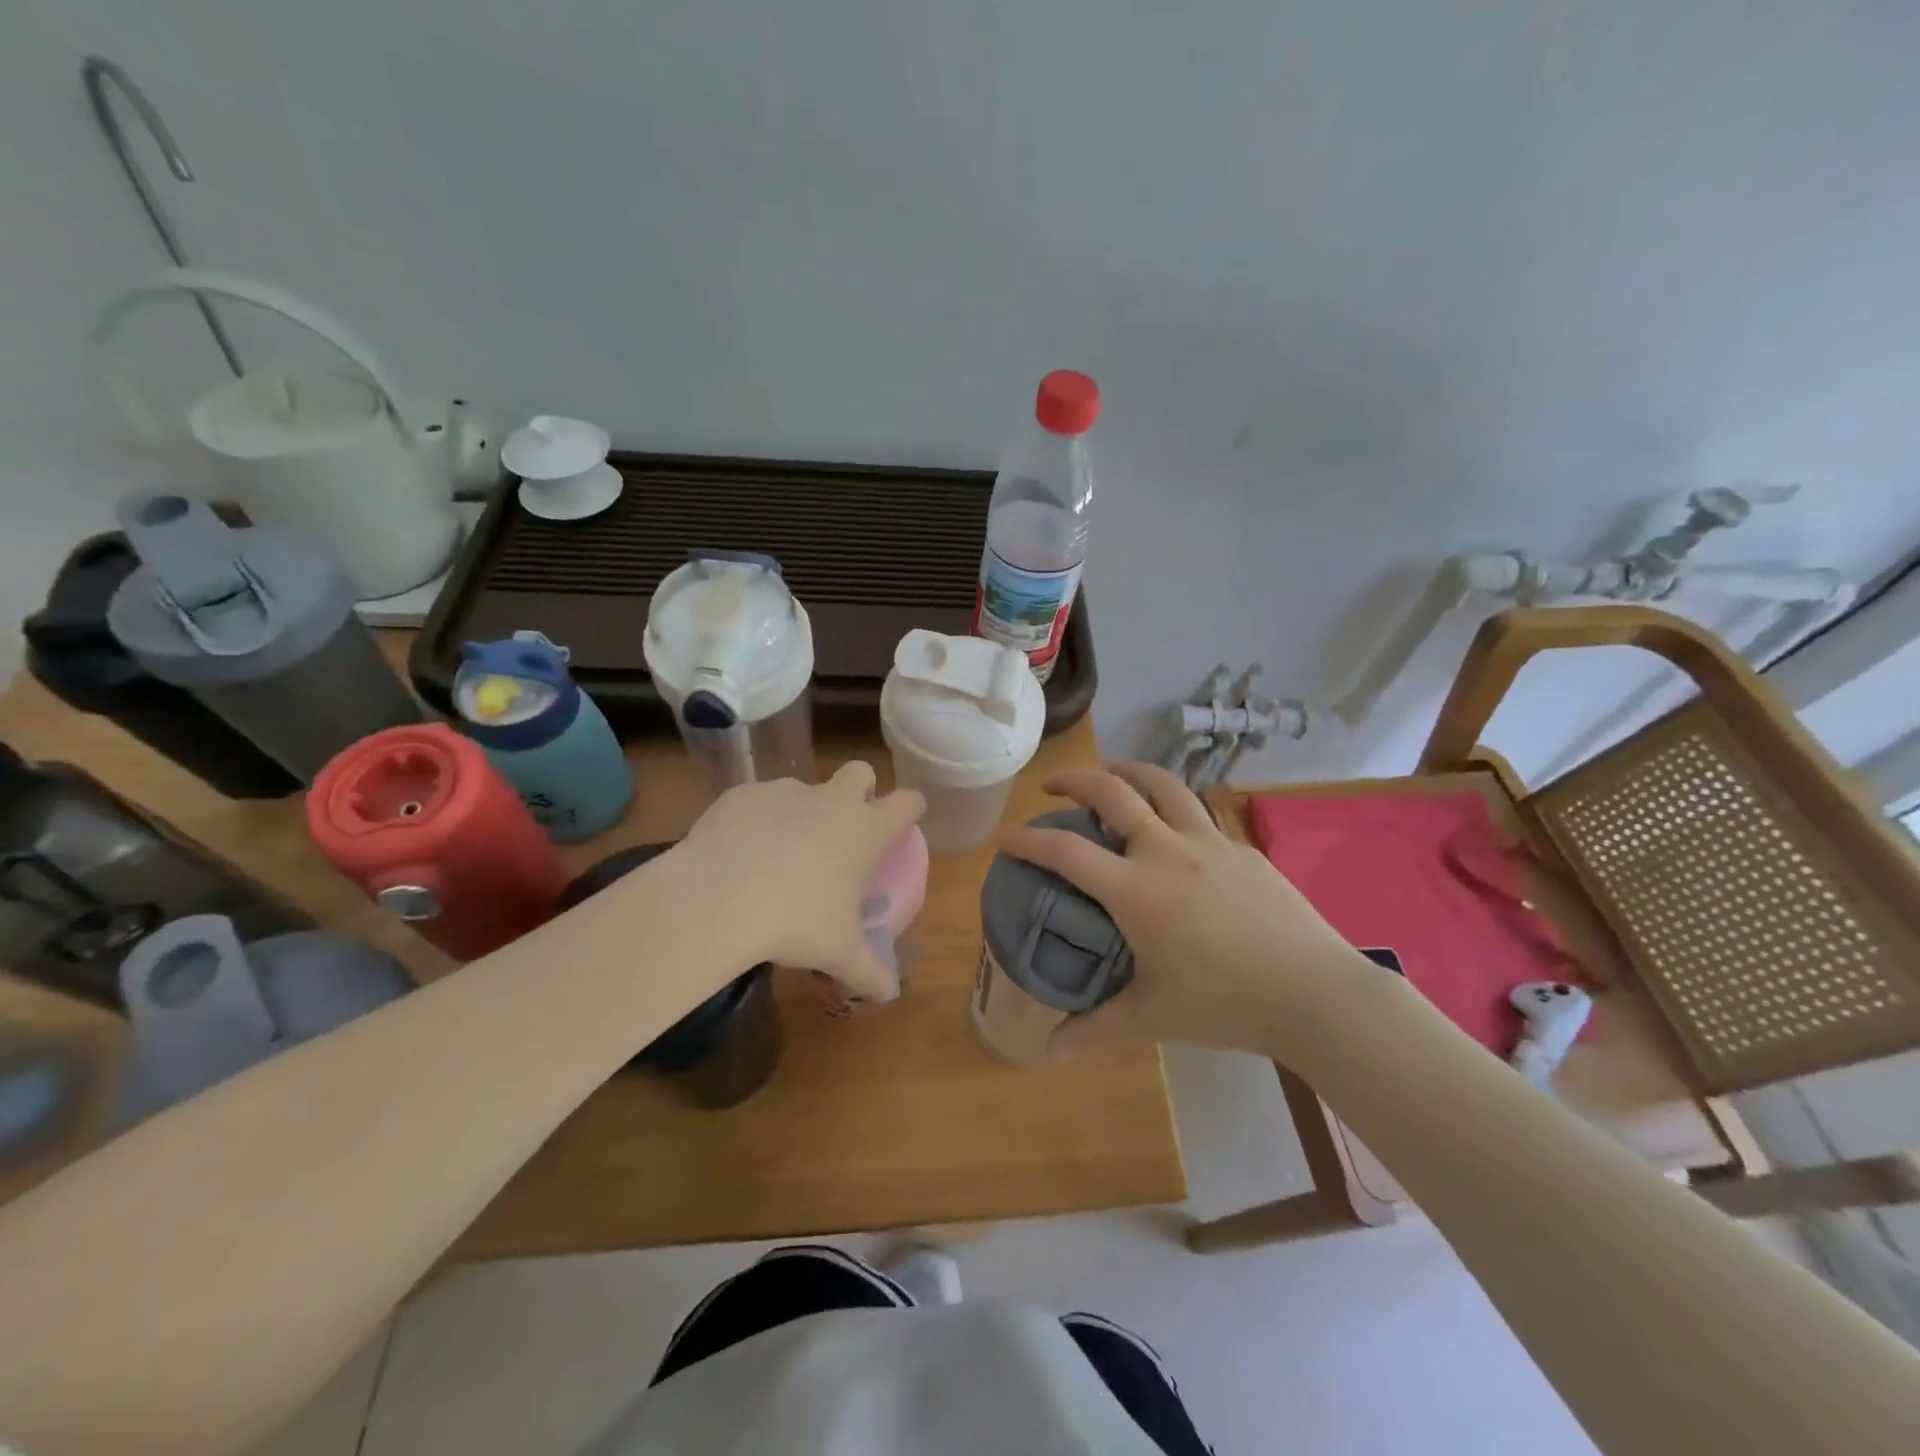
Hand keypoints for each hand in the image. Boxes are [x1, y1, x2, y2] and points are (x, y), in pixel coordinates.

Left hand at [674, 763, 925, 1000]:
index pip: (907, 802)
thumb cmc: (795, 922)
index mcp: (865, 830)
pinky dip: (756, 820)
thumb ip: (868, 971)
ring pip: (804, 788)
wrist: (718, 898)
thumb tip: (888, 993)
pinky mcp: (742, 794)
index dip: (910, 809)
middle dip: (859, 790)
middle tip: (843, 829)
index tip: (903, 823)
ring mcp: (784, 791)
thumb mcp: (837, 953)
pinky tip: (739, 854)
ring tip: (779, 855)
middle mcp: (831, 800)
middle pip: (859, 771)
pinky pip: (757, 801)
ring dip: (801, 811)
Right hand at [1005, 762, 1375, 1057]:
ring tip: (1111, 774)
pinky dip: (1172, 806)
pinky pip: (1199, 813)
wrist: (1313, 992)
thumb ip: (1096, 1030)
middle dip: (1074, 780)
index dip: (1029, 840)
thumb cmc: (1224, 1004)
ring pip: (1162, 785)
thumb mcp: (1153, 1019)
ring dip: (1127, 771)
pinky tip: (1174, 829)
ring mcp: (1209, 842)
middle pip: (1112, 792)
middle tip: (1052, 785)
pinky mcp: (1241, 848)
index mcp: (1135, 890)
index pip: (1066, 851)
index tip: (1007, 838)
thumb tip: (1050, 1051)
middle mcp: (1166, 851)